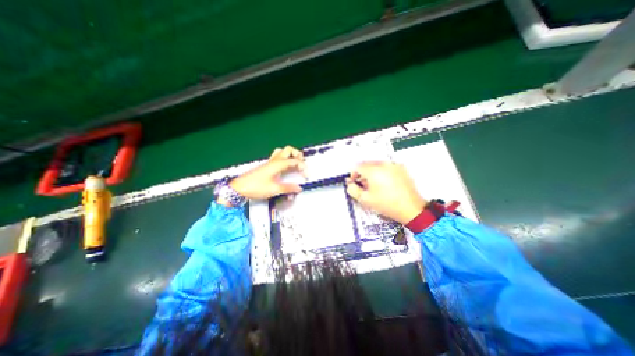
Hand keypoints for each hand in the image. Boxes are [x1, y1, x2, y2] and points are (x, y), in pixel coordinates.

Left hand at [225, 144, 307, 201]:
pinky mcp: (267, 166)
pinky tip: (285, 168)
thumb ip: (288, 188)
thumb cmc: (257, 187)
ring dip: (290, 155)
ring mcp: (270, 162)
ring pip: (282, 151)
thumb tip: (299, 188)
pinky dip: (284, 159)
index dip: (303, 167)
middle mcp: (275, 160)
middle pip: (289, 150)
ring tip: (295, 164)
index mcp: (278, 164)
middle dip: (298, 155)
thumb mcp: (274, 189)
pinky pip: (277, 157)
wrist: (239, 188)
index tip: (306, 176)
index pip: (295, 161)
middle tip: (302, 165)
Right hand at [345, 161, 427, 223]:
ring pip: (377, 164)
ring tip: (373, 184)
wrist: (410, 208)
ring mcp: (394, 165)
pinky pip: (387, 167)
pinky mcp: (401, 169)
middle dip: (362, 173)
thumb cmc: (387, 204)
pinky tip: (384, 183)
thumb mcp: (365, 199)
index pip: (358, 166)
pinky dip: (382, 172)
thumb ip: (353, 190)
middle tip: (362, 184)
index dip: (353, 174)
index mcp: (374, 171)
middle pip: (367, 164)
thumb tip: (350, 184)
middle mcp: (384, 164)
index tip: (353, 181)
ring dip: (371, 172)